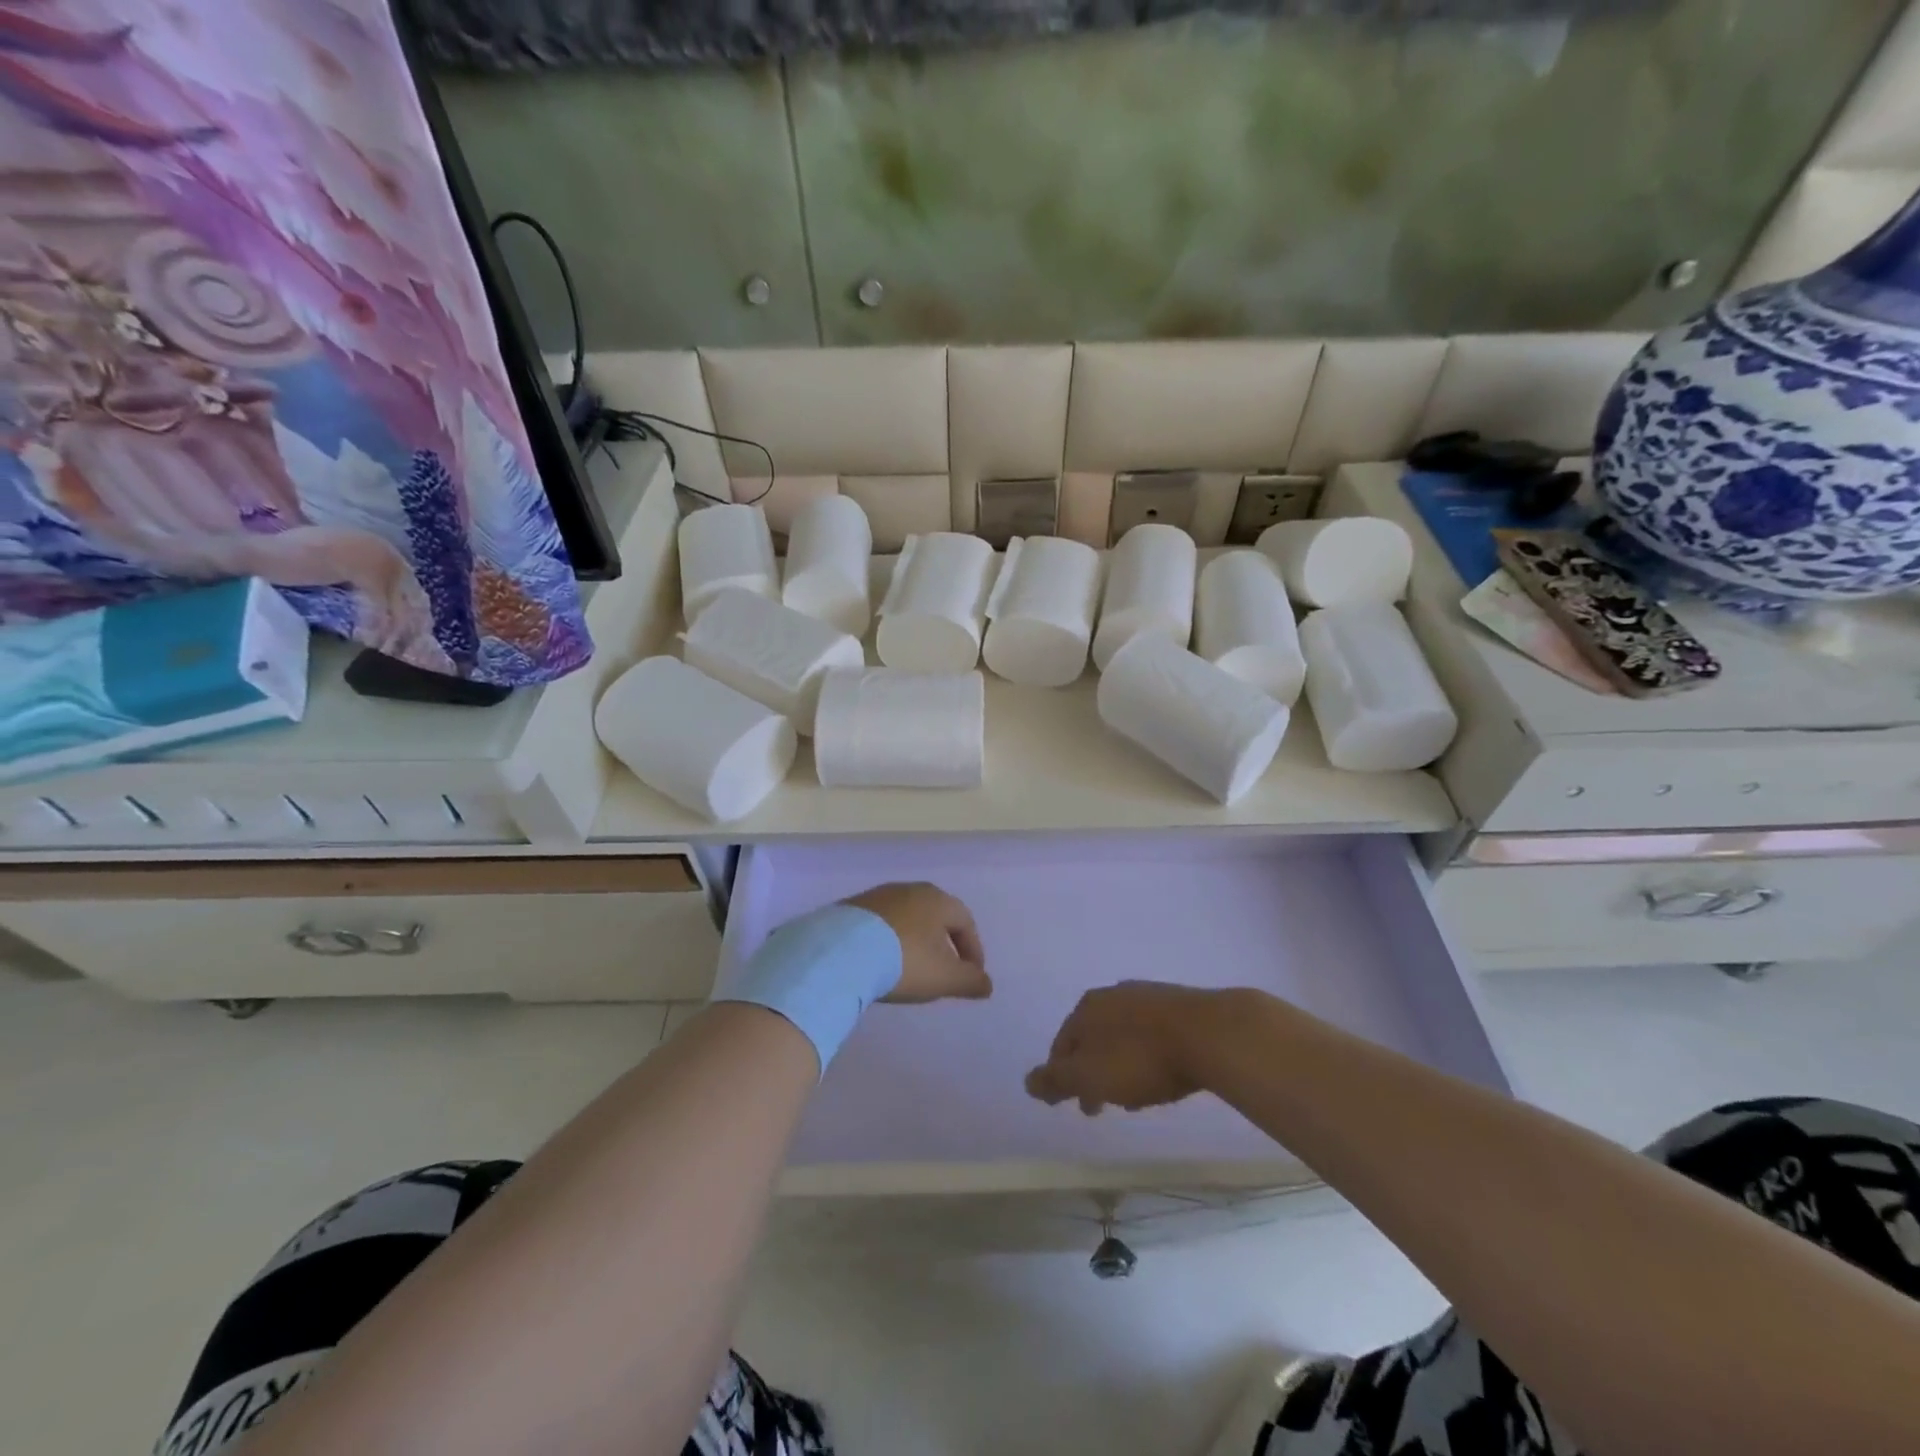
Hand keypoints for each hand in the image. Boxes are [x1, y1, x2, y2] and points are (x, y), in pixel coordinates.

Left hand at [843, 883, 990, 1003]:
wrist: (841, 952)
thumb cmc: (904, 960)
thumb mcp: (944, 977)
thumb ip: (970, 981)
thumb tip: (987, 985)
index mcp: (937, 899)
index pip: (965, 922)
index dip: (973, 950)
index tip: (971, 976)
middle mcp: (909, 889)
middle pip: (935, 916)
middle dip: (943, 944)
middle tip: (942, 971)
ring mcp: (877, 896)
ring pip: (905, 919)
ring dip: (913, 942)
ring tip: (909, 969)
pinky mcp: (851, 908)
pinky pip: (879, 925)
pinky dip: (887, 942)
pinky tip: (880, 962)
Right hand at [1025, 981, 1225, 1113]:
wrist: (1210, 1034)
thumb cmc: (1141, 1058)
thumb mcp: (1089, 1076)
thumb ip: (1056, 1079)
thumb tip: (1027, 1082)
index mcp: (1085, 1009)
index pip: (1061, 1045)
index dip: (1062, 1076)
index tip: (1072, 1104)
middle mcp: (1111, 995)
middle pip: (1091, 1039)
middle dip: (1091, 1071)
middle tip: (1100, 1106)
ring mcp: (1146, 996)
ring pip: (1121, 1036)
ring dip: (1119, 1065)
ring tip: (1133, 1097)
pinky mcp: (1178, 1004)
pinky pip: (1150, 1035)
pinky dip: (1145, 1056)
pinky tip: (1160, 1075)